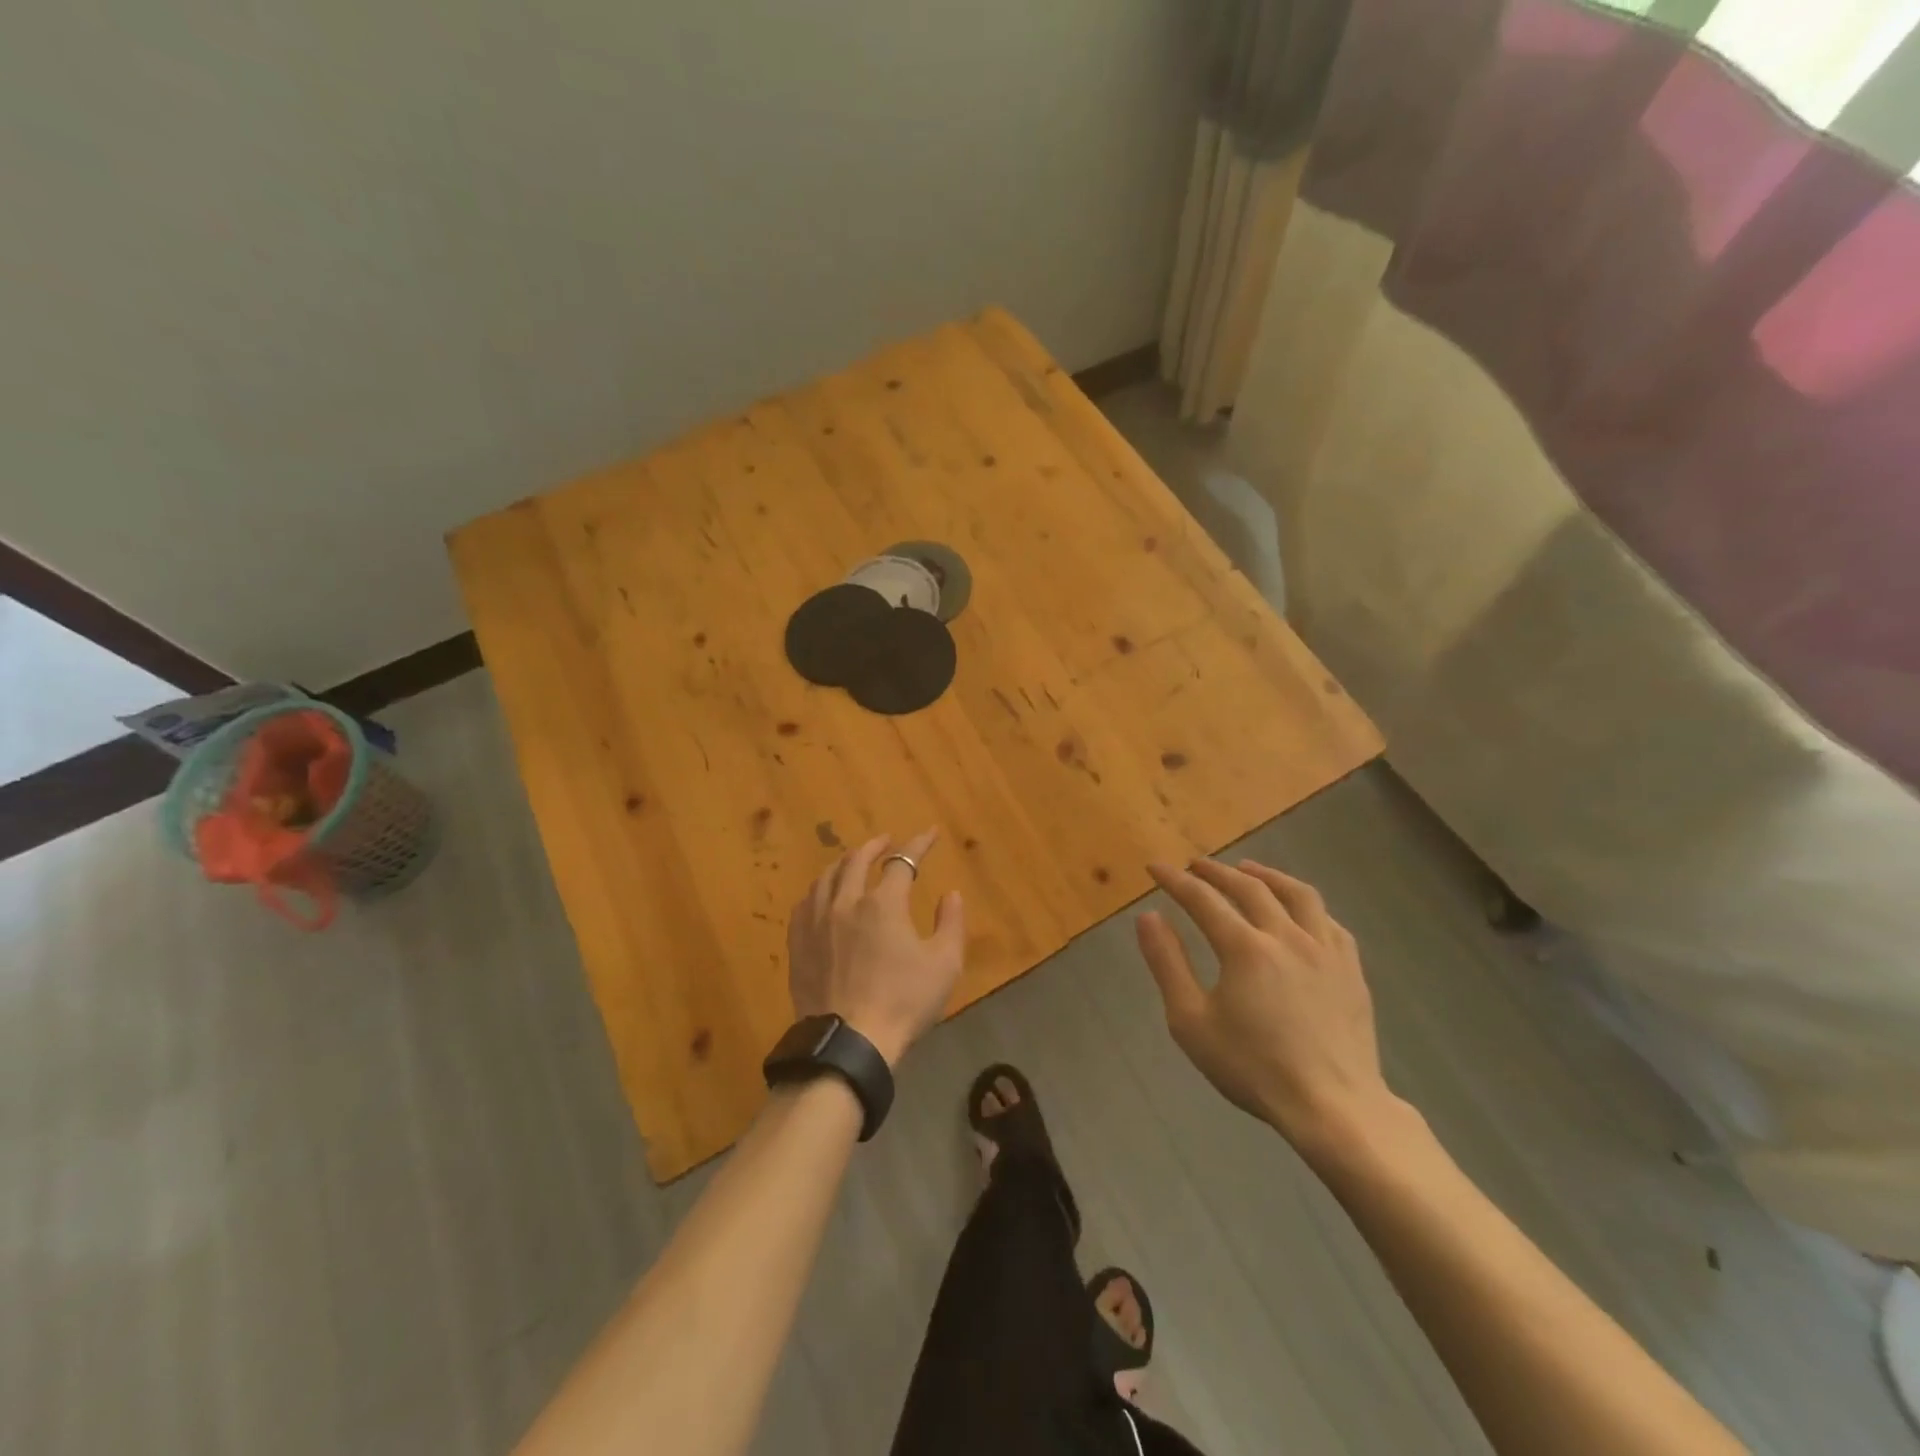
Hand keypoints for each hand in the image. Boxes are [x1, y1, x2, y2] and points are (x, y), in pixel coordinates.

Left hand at [786, 829, 965, 1067]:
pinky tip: (823, 894)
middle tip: (886, 841)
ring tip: (853, 861)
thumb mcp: (944, 964)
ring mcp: (816, 922)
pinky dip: (819, 889)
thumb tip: (951, 894)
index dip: (919, 844)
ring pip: (827, 877)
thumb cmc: (903, 1002)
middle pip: (856, 860)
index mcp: (882, 903)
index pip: (903, 861)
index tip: (930, 834)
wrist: (849, 1042)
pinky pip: (805, 902)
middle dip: (875, 846)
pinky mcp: (798, 943)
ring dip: (844, 863)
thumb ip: (951, 923)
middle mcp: (845, 902)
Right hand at [1136, 858, 1402, 1157]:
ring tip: (1248, 869)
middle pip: (1249, 887)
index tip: (1156, 868)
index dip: (1175, 880)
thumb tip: (1149, 917)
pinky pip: (1328, 920)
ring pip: (1297, 894)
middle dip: (1216, 872)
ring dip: (1267, 875)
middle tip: (1195, 866)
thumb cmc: (1253, 1068)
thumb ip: (1167, 964)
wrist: (1333, 1108)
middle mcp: (1286, 935)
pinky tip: (1298, 911)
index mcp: (1245, 947)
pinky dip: (1305, 905)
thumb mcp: (1191, 1022)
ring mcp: (1325, 950)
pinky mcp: (1351, 969)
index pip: (1202, 899)